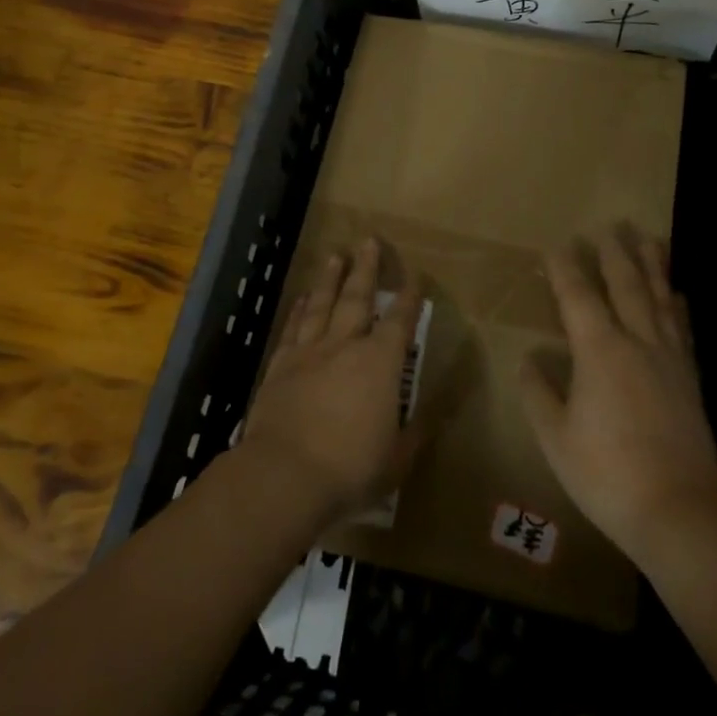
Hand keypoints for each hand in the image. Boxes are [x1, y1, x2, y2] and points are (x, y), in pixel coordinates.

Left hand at [239, 238, 424, 526]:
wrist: (284, 475)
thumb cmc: (350, 468)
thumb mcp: (397, 459)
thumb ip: (416, 432)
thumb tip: (436, 413)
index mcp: (379, 364)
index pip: (399, 322)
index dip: (408, 298)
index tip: (414, 275)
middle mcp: (345, 346)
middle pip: (357, 298)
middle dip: (366, 268)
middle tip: (369, 240)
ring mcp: (309, 352)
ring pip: (322, 304)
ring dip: (330, 278)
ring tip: (336, 255)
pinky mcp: (280, 365)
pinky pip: (293, 328)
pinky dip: (299, 309)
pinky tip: (302, 298)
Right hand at [519, 226, 716, 567]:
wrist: (679, 512)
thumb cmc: (606, 474)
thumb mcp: (555, 437)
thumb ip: (539, 392)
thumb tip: (528, 359)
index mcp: (599, 352)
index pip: (578, 297)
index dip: (566, 268)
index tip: (558, 244)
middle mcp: (637, 343)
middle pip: (626, 286)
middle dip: (615, 253)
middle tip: (610, 225)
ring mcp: (669, 360)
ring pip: (660, 299)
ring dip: (652, 265)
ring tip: (649, 238)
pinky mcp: (690, 380)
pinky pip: (683, 329)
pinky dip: (678, 305)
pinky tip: (678, 294)